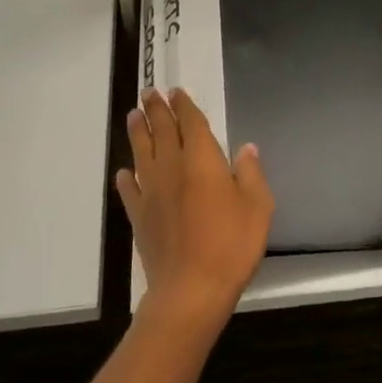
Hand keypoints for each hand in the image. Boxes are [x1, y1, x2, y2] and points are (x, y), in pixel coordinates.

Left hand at [117, 89, 272, 330]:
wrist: (190, 291)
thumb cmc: (230, 244)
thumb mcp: (257, 206)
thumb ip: (251, 173)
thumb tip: (246, 148)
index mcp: (201, 158)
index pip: (190, 122)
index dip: (183, 105)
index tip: (175, 91)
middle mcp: (172, 167)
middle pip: (161, 130)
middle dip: (155, 109)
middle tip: (148, 93)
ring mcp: (152, 192)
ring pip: (141, 153)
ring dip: (137, 132)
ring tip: (132, 116)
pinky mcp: (139, 218)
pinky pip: (130, 190)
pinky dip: (126, 178)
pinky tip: (124, 172)